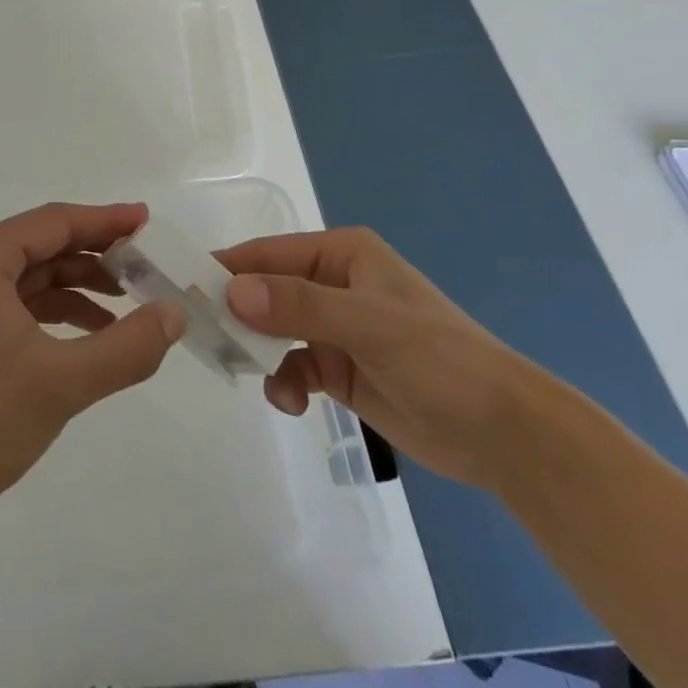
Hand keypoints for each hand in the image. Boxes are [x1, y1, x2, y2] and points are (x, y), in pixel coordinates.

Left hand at [0, 202, 184, 521]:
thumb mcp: (62, 382)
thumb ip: (126, 348)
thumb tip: (174, 314)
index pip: (57, 221)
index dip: (106, 221)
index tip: (149, 221)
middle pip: (47, 245)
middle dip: (98, 256)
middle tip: (149, 269)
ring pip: (37, 276)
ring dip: (82, 287)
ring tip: (131, 306)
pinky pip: (24, 305)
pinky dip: (60, 314)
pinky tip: (93, 337)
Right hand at [220, 227, 548, 490]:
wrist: (505, 435)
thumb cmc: (439, 360)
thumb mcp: (368, 325)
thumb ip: (299, 306)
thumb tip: (230, 291)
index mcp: (341, 254)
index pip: (268, 253)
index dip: (227, 268)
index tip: (182, 288)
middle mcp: (333, 284)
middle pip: (266, 291)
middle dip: (237, 314)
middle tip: (203, 339)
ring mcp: (336, 328)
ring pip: (274, 331)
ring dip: (260, 353)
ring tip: (254, 376)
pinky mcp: (340, 369)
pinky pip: (293, 366)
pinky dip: (284, 381)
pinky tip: (292, 402)